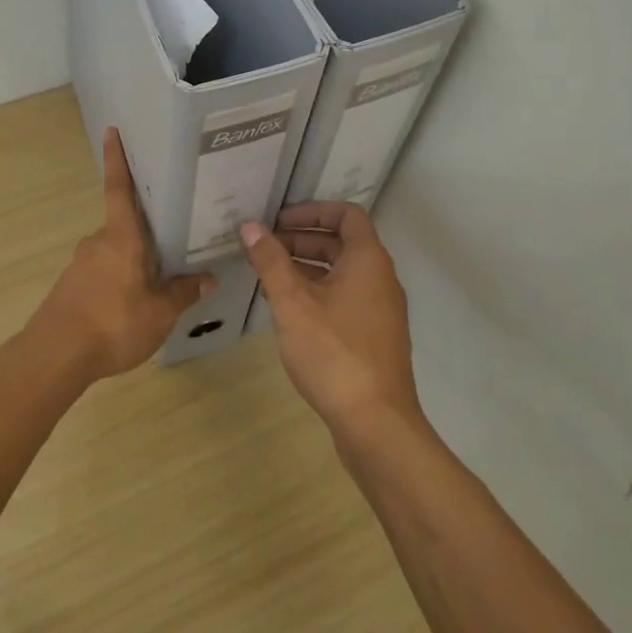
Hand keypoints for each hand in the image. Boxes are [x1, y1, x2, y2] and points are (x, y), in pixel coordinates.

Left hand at [31, 128, 214, 380]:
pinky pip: (103, 273)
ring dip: (133, 261)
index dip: (117, 159)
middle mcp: (98, 242)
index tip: (111, 131)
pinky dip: (118, 281)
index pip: (119, 188)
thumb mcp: (160, 312)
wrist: (55, 356)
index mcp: (121, 237)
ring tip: (159, 281)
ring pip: (115, 253)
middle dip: (145, 230)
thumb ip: (184, 293)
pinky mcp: (71, 287)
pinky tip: (130, 306)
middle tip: (172, 236)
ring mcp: (80, 264)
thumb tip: (209, 278)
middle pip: (124, 225)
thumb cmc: (113, 323)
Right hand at [240, 202, 421, 437]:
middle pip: (343, 243)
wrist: (376, 422)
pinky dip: (318, 292)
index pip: (347, 215)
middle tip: (266, 248)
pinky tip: (289, 312)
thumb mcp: (292, 303)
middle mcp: (381, 279)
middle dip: (303, 240)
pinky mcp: (375, 337)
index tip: (279, 220)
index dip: (313, 211)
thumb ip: (270, 261)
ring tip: (269, 277)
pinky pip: (346, 298)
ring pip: (343, 273)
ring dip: (308, 267)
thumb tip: (250, 225)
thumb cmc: (333, 352)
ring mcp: (381, 310)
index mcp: (368, 261)